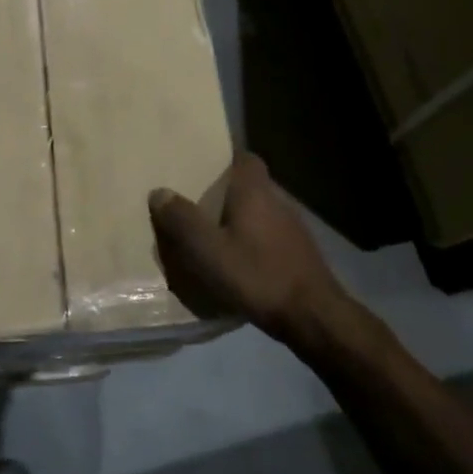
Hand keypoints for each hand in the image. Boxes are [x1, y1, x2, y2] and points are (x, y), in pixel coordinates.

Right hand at [149, 153, 344, 341]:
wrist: (313, 316)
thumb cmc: (257, 275)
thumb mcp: (208, 250)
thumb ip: (182, 220)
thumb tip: (159, 192)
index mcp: (255, 191)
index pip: (244, 157)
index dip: (224, 159)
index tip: (200, 167)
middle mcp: (277, 200)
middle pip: (249, 185)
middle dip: (224, 192)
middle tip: (195, 204)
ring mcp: (293, 227)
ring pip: (259, 212)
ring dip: (238, 219)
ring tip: (210, 235)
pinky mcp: (299, 253)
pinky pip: (268, 236)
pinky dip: (251, 242)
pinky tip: (237, 262)